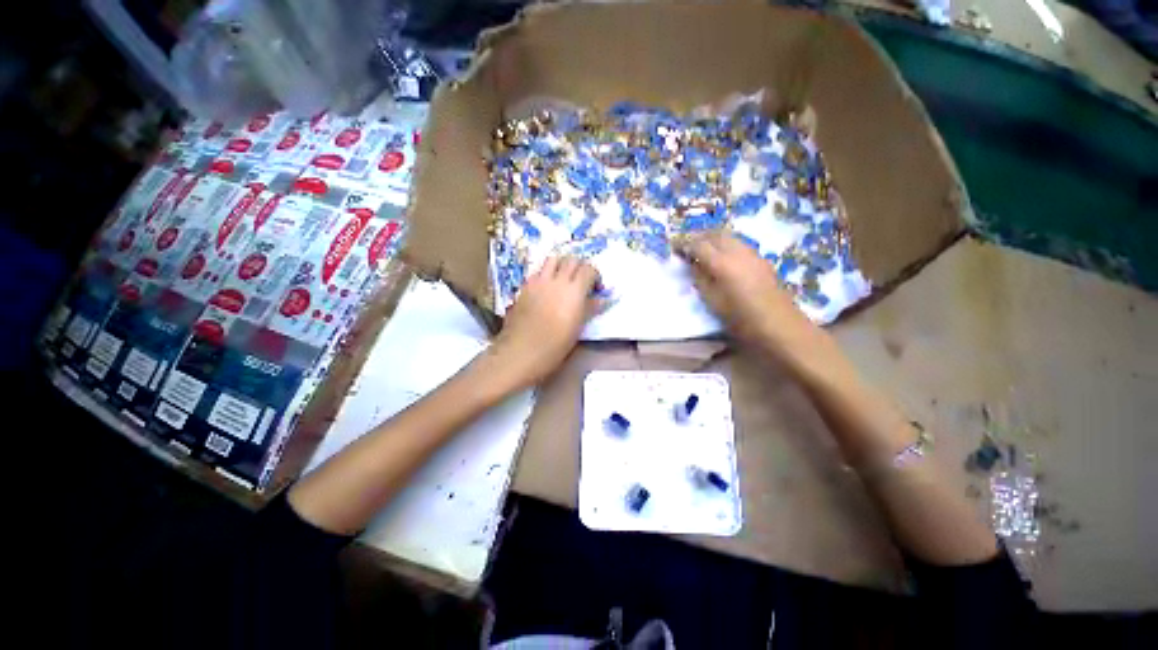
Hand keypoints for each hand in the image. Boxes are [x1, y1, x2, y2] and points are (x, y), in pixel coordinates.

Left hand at [490, 256, 600, 387]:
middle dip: (580, 267)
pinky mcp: (524, 286)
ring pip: (553, 259)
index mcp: (574, 290)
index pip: (589, 269)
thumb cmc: (555, 345)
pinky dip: (546, 273)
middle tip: (582, 282)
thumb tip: (603, 299)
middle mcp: (556, 280)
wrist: (521, 351)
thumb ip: (590, 309)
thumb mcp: (577, 328)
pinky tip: (547, 289)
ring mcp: (538, 281)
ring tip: (564, 280)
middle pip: (571, 259)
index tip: (596, 288)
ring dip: (562, 265)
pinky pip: (538, 271)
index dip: (595, 276)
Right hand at [680, 232, 816, 353]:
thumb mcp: (712, 301)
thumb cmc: (741, 318)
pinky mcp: (761, 259)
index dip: (684, 244)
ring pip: (729, 236)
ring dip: (713, 238)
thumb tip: (692, 264)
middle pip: (715, 234)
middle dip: (699, 236)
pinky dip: (726, 244)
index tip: (674, 248)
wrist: (780, 324)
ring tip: (703, 249)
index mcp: (722, 263)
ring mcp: (752, 253)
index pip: (698, 245)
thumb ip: (700, 279)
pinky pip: (739, 244)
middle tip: (687, 245)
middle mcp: (737, 252)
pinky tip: (722, 257)